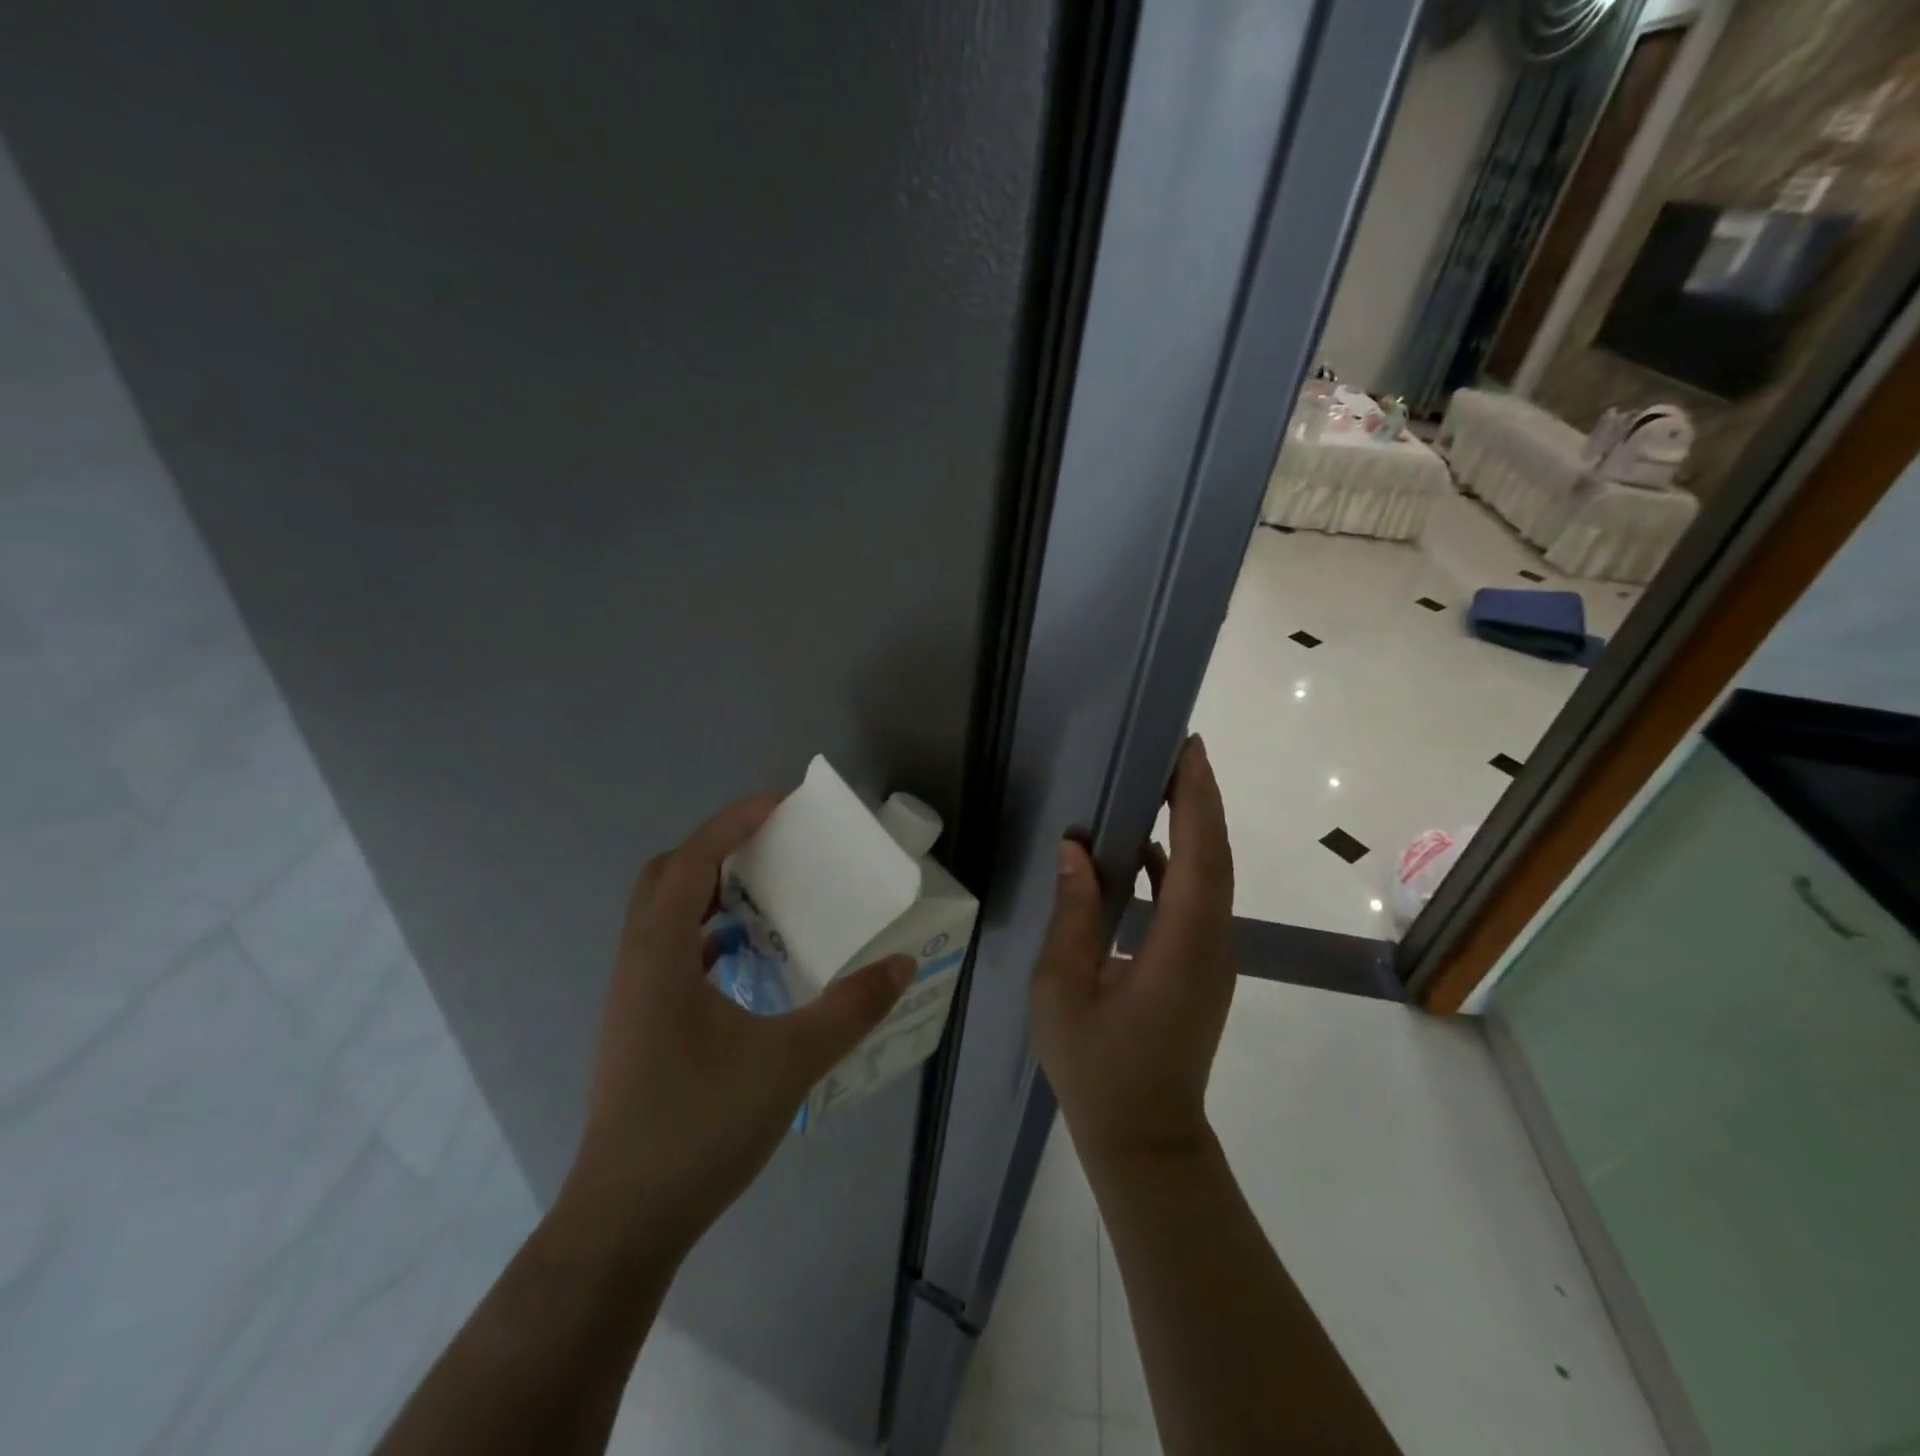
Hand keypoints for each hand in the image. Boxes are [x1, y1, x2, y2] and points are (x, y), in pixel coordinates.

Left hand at [562, 793, 913, 1255]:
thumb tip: (901, 964)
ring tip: (765, 894)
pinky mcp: (641, 1026)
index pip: (691, 861)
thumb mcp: (788, 1063)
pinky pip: (671, 953)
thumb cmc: (699, 1127)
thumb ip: (850, 1010)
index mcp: (661, 956)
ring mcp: (634, 998)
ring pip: (664, 916)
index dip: (733, 822)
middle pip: (666, 877)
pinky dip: (706, 935)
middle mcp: (638, 964)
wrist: (625, 1221)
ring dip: (709, 891)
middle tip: (771, 847)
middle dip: (717, 849)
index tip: (779, 803)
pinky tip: (745, 959)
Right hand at [1031, 736, 1236, 1163]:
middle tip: (1175, 750)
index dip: (1197, 799)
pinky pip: (1197, 900)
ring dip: (1193, 827)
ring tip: (1160, 785)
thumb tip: (1077, 851)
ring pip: (1211, 876)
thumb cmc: (1098, 1068)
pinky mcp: (1202, 966)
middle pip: (1215, 856)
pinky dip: (1180, 864)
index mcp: (1181, 946)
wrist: (1145, 1139)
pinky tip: (1145, 851)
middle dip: (1200, 798)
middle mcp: (1211, 943)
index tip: (1188, 750)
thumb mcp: (1064, 990)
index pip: (1200, 856)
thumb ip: (1073, 916)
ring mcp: (1212, 956)